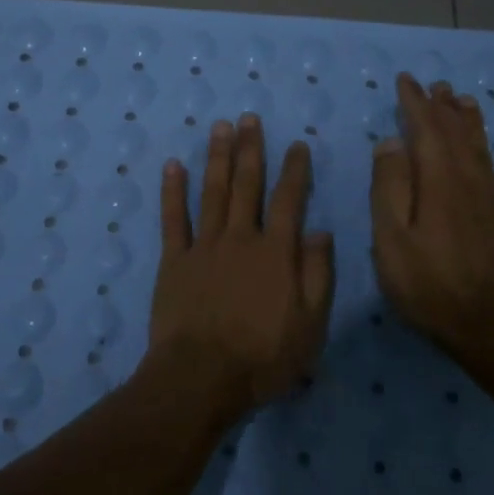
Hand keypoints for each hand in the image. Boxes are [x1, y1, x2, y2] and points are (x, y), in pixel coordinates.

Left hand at [149, 114, 335, 419]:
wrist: (202, 376)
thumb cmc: (264, 357)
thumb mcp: (310, 324)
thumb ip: (317, 274)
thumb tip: (320, 231)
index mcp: (276, 252)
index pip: (289, 200)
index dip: (294, 170)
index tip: (297, 144)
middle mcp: (241, 238)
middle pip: (247, 185)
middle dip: (250, 149)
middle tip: (249, 118)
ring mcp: (204, 246)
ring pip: (212, 192)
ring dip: (217, 157)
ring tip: (220, 127)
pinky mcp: (174, 260)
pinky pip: (173, 218)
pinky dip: (173, 191)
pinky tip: (173, 166)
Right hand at [370, 72, 493, 359]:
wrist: (491, 329)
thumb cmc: (429, 286)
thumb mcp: (392, 240)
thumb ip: (390, 188)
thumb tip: (391, 142)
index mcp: (438, 183)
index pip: (425, 132)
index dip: (415, 104)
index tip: (406, 81)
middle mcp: (470, 184)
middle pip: (456, 137)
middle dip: (443, 108)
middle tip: (436, 85)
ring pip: (483, 153)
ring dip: (473, 125)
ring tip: (467, 101)